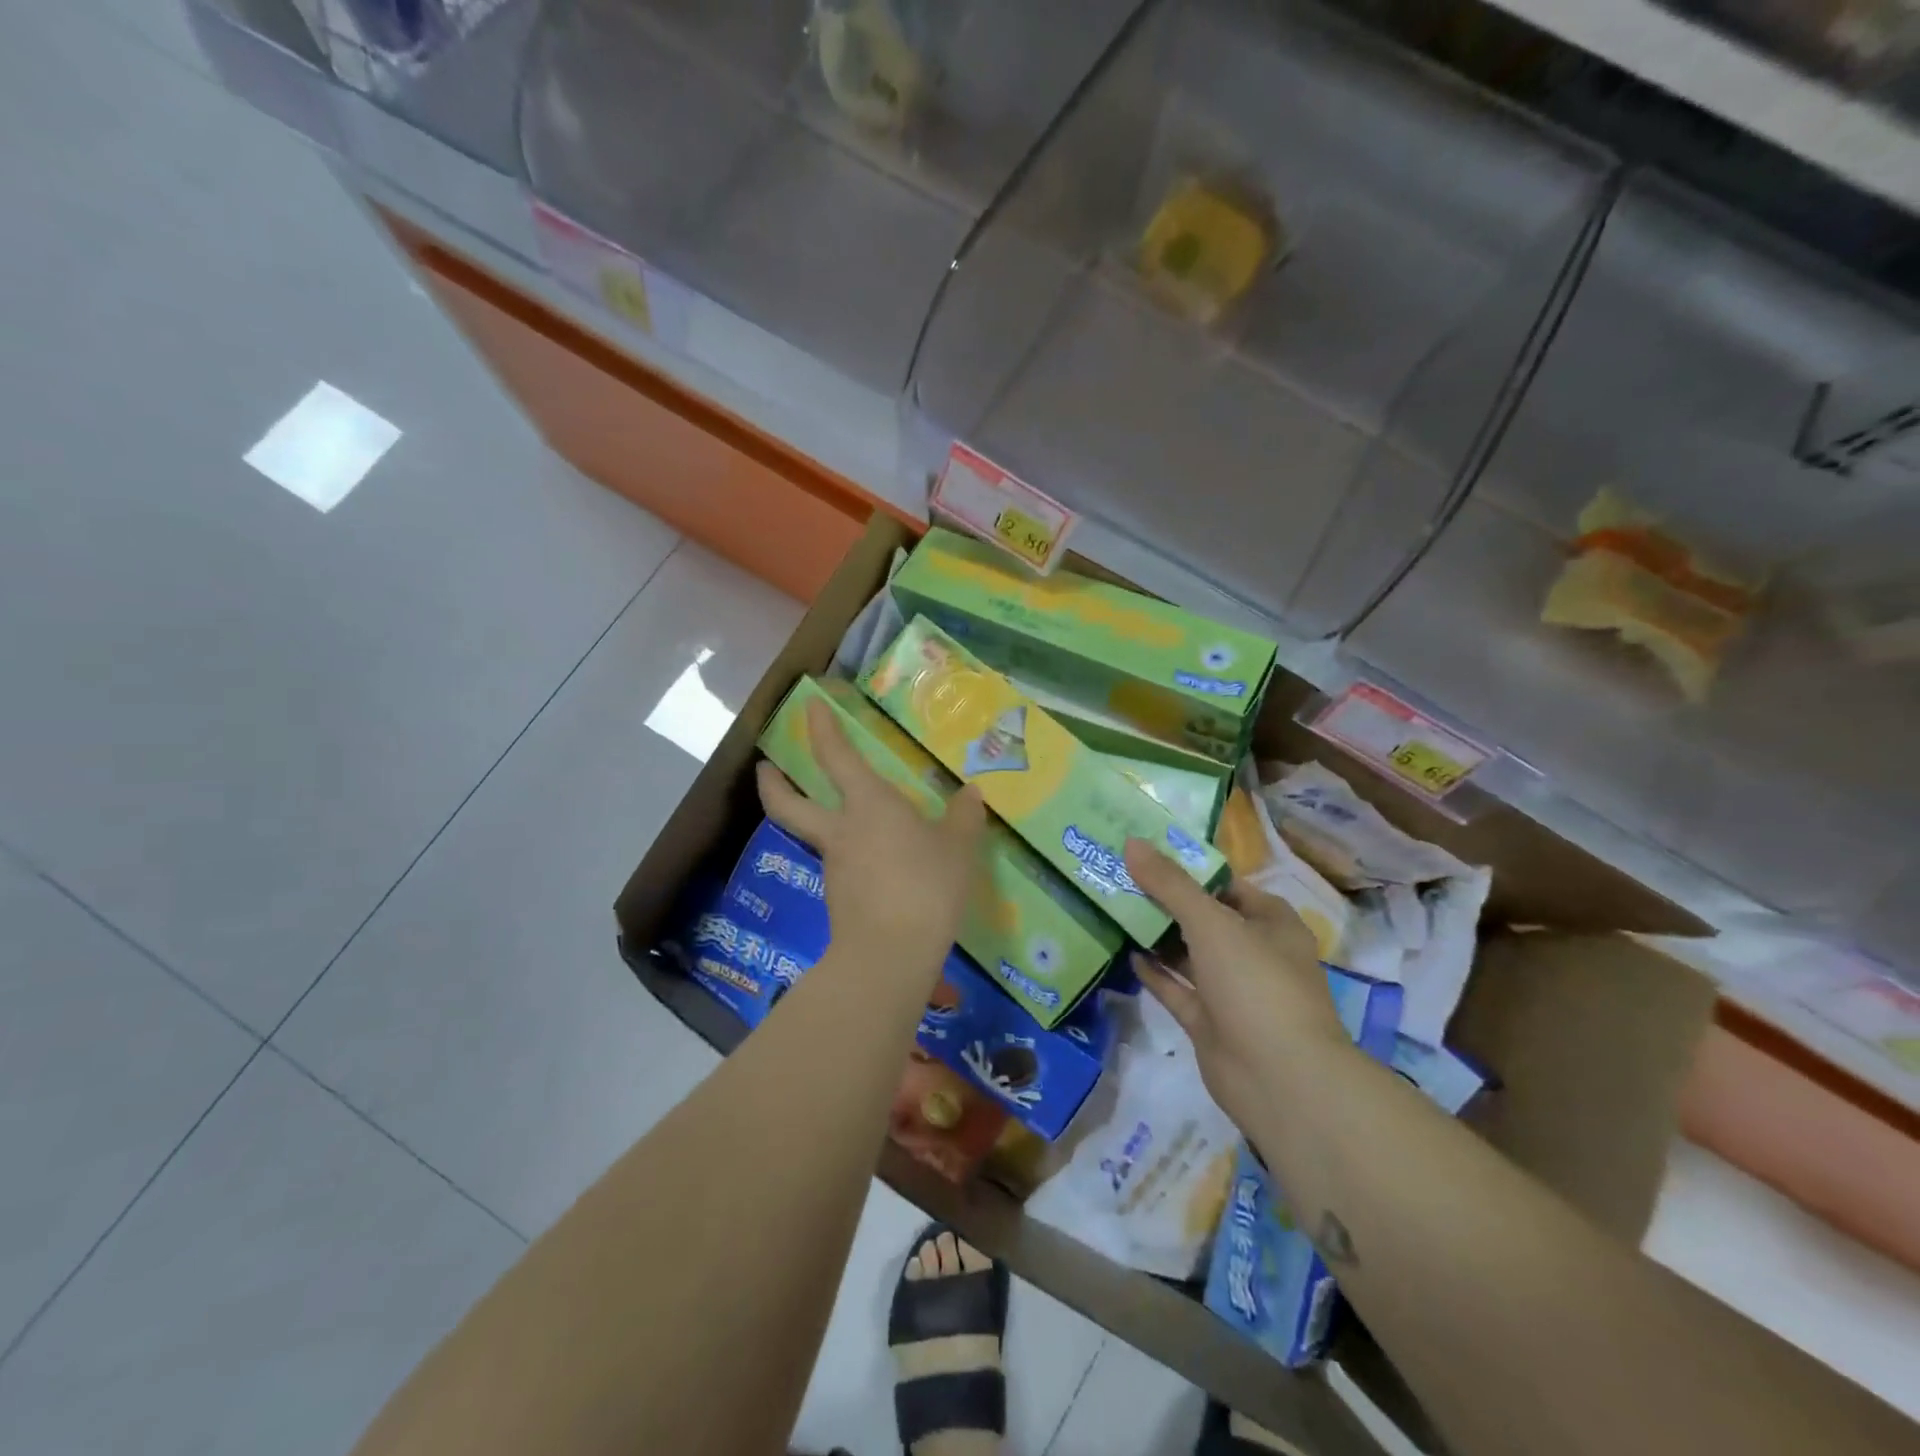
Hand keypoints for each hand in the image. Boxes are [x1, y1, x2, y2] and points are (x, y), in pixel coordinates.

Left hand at [757, 698, 985, 978]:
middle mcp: (841, 830)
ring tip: (858, 825)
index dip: (821, 728)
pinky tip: (880, 869)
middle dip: (773, 783)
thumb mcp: (958, 849)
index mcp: (868, 804)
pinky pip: (843, 868)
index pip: (836, 756)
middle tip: (766, 767)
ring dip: (821, 824)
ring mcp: (834, 867)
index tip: (810, 706)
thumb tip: (971, 794)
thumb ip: (963, 818)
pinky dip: (853, 861)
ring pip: (817, 837)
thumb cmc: (926, 886)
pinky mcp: (839, 899)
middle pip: (788, 804)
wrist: (890, 955)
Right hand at [1123, 839, 1356, 1132]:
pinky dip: (1156, 974)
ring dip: (1157, 936)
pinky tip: (1127, 953)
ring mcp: (1232, 991)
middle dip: (1166, 901)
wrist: (1281, 1080)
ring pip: (1189, 954)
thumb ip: (1170, 884)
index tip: (1147, 854)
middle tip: (1120, 878)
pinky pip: (1178, 990)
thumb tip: (1132, 842)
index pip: (1226, 885)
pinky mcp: (1210, 1023)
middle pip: (1204, 918)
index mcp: (1270, 923)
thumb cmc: (1256, 984)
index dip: (1189, 869)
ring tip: (1115, 910)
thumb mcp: (1211, 923)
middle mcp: (1254, 953)